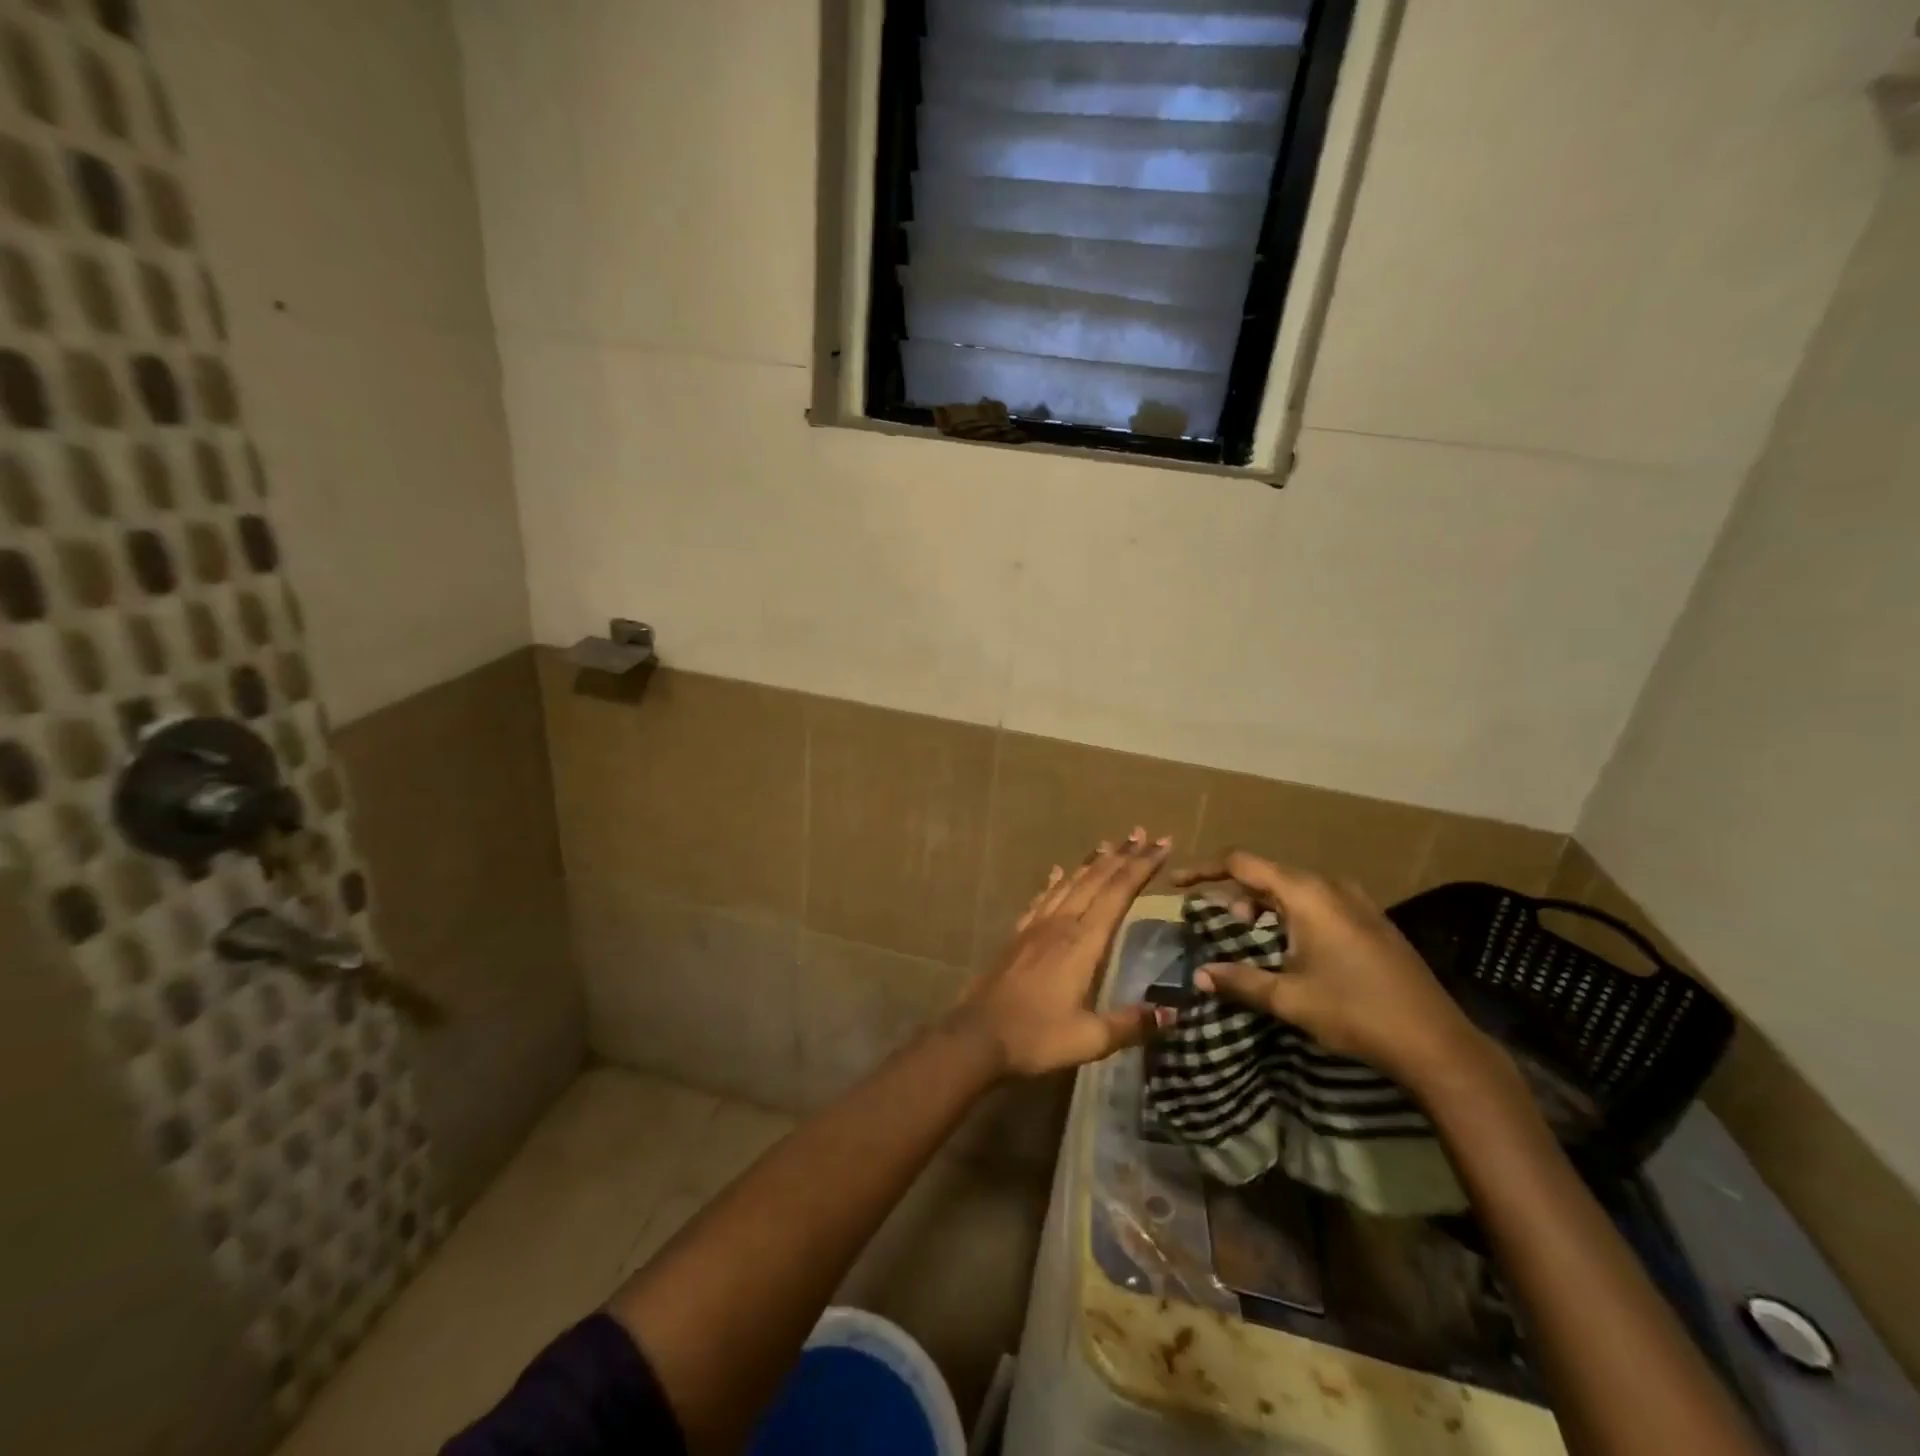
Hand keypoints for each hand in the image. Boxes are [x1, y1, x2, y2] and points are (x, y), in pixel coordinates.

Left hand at [953, 828, 1176, 1077]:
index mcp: (1083, 943)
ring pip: (1069, 883)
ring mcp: (1036, 927)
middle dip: (1122, 856)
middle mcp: (1060, 925)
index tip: (1162, 844)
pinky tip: (1058, 871)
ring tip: (1109, 844)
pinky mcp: (1018, 935)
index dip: (1141, 867)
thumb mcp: (1090, 1039)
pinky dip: (1055, 881)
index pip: (1118, 894)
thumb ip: (1131, 1024)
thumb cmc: (1036, 1037)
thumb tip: (1172, 1012)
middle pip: (1096, 880)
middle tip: (1143, 834)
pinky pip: (1042, 899)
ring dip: (1091, 862)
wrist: (977, 1035)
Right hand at [1172, 851, 1490, 1091]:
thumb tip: (1199, 975)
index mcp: (1306, 893)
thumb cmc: (1355, 1012)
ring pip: (1294, 888)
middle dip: (1235, 892)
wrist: (1436, 1042)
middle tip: (1217, 922)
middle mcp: (1330, 885)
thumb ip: (1239, 980)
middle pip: (1268, 873)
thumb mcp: (1288, 998)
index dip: (1204, 870)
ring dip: (1264, 905)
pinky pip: (1317, 901)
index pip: (1241, 863)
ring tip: (1249, 936)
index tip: (1177, 884)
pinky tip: (1290, 946)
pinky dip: (1290, 914)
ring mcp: (1356, 901)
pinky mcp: (1371, 920)